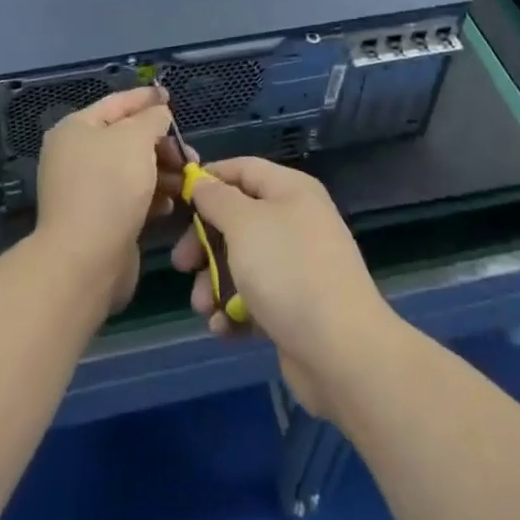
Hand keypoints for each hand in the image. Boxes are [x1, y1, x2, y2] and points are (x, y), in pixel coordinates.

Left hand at [34, 86, 180, 314]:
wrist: (86, 259)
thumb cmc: (110, 185)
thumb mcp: (136, 138)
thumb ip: (152, 118)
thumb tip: (159, 114)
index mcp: (76, 129)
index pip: (117, 103)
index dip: (146, 98)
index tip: (171, 97)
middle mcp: (76, 155)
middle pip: (126, 138)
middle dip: (161, 143)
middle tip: (189, 153)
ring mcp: (86, 189)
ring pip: (132, 170)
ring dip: (162, 171)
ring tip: (188, 180)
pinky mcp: (99, 219)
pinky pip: (130, 198)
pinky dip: (152, 197)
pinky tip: (170, 203)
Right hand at [170, 158, 400, 419]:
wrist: (342, 351)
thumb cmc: (288, 271)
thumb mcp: (244, 223)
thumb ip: (217, 198)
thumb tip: (203, 182)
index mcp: (290, 190)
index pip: (243, 169)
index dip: (209, 178)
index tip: (178, 198)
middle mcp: (296, 221)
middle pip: (238, 218)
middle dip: (205, 242)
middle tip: (181, 264)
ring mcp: (297, 265)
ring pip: (242, 262)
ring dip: (214, 282)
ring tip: (202, 306)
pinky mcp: (296, 306)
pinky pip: (256, 298)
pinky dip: (235, 310)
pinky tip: (223, 328)